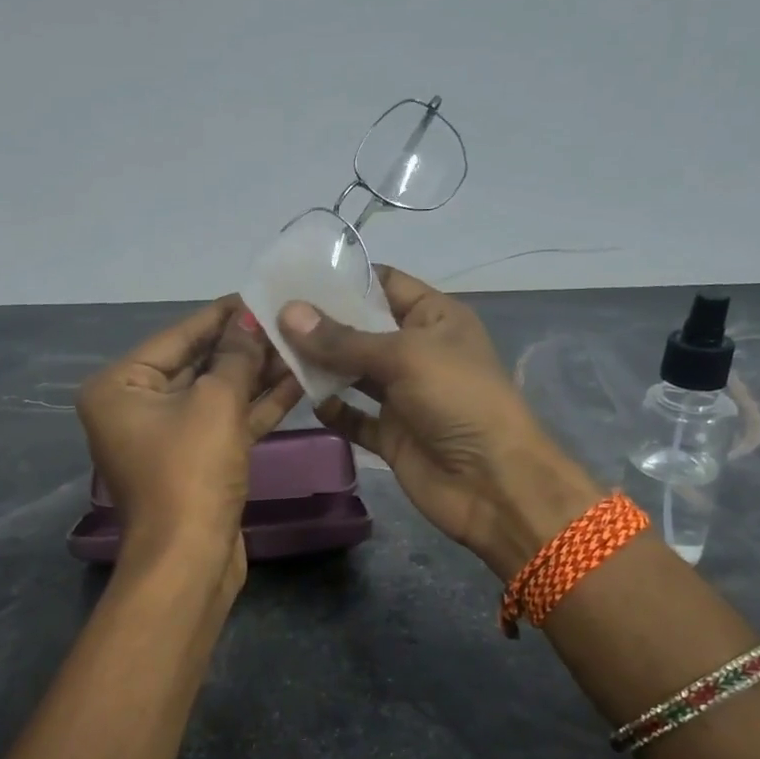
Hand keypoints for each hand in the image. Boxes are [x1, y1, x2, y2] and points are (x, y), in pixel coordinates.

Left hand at [78, 298, 303, 570]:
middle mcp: (136, 408)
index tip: (260, 293)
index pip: (178, 336)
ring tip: (299, 346)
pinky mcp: (195, 463)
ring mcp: (166, 438)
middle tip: (287, 319)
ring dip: (256, 375)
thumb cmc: (191, 471)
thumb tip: (250, 320)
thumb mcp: (216, 402)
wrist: (191, 560)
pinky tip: (295, 383)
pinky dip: (256, 407)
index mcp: (120, 386)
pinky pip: (225, 423)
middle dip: (244, 346)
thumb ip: (236, 356)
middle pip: (197, 364)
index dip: (222, 315)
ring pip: (216, 395)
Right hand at [278, 268, 600, 579]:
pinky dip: (332, 409)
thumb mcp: (403, 357)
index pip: (384, 284)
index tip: (293, 275)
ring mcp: (402, 395)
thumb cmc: (458, 400)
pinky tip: (305, 400)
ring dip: (319, 365)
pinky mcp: (390, 433)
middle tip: (267, 314)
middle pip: (360, 328)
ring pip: (352, 372)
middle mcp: (416, 351)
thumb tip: (287, 312)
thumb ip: (343, 339)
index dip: (343, 278)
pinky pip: (353, 416)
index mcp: (434, 318)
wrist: (492, 483)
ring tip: (272, 351)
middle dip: (320, 322)